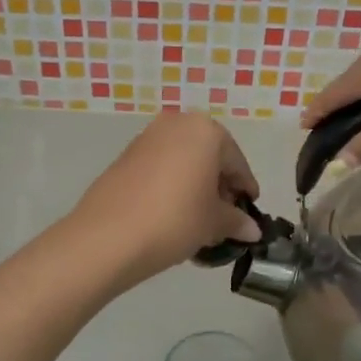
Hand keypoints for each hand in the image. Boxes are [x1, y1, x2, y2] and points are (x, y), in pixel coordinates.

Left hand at [69, 112, 261, 287]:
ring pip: (183, 162)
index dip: (245, 190)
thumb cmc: (175, 220)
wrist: (108, 236)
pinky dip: (172, 186)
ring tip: (197, 221)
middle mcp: (176, 124)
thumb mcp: (214, 223)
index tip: (249, 212)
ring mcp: (147, 138)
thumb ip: (237, 221)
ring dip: (194, 187)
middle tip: (223, 219)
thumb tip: (252, 229)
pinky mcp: (125, 156)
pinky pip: (160, 169)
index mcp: (206, 131)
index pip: (236, 163)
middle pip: (209, 157)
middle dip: (218, 187)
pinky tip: (171, 216)